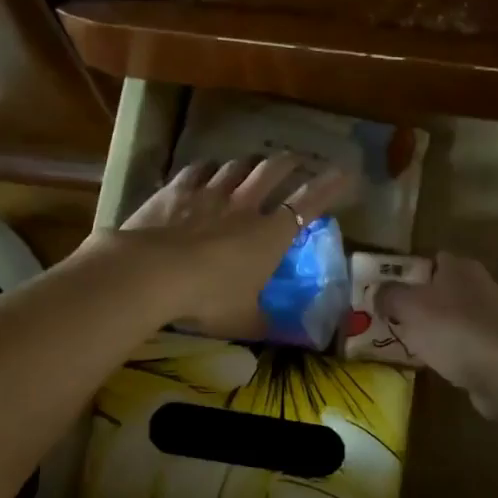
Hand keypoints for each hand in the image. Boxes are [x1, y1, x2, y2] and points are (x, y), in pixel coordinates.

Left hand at [97, 155, 352, 333]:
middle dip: (288, 163)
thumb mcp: (243, 321)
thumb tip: (290, 337)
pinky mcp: (178, 190)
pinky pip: (198, 169)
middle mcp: (245, 205)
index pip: (309, 204)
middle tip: (294, 160)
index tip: (344, 173)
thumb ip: (266, 324)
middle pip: (273, 171)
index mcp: (270, 235)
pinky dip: (207, 168)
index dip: (329, 187)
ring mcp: (210, 193)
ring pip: (236, 166)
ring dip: (248, 163)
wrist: (153, 273)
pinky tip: (206, 170)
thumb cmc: (208, 299)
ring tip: (251, 163)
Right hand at [381, 253, 497, 418]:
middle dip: (422, 303)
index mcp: (460, 267)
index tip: (389, 292)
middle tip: (396, 319)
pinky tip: (437, 364)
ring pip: (455, 317)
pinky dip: (453, 351)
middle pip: (443, 289)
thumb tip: (378, 292)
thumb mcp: (408, 306)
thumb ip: (390, 295)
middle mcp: (481, 285)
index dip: (409, 273)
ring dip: (437, 329)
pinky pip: (467, 343)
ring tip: (411, 344)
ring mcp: (494, 317)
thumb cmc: (452, 328)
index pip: (432, 260)